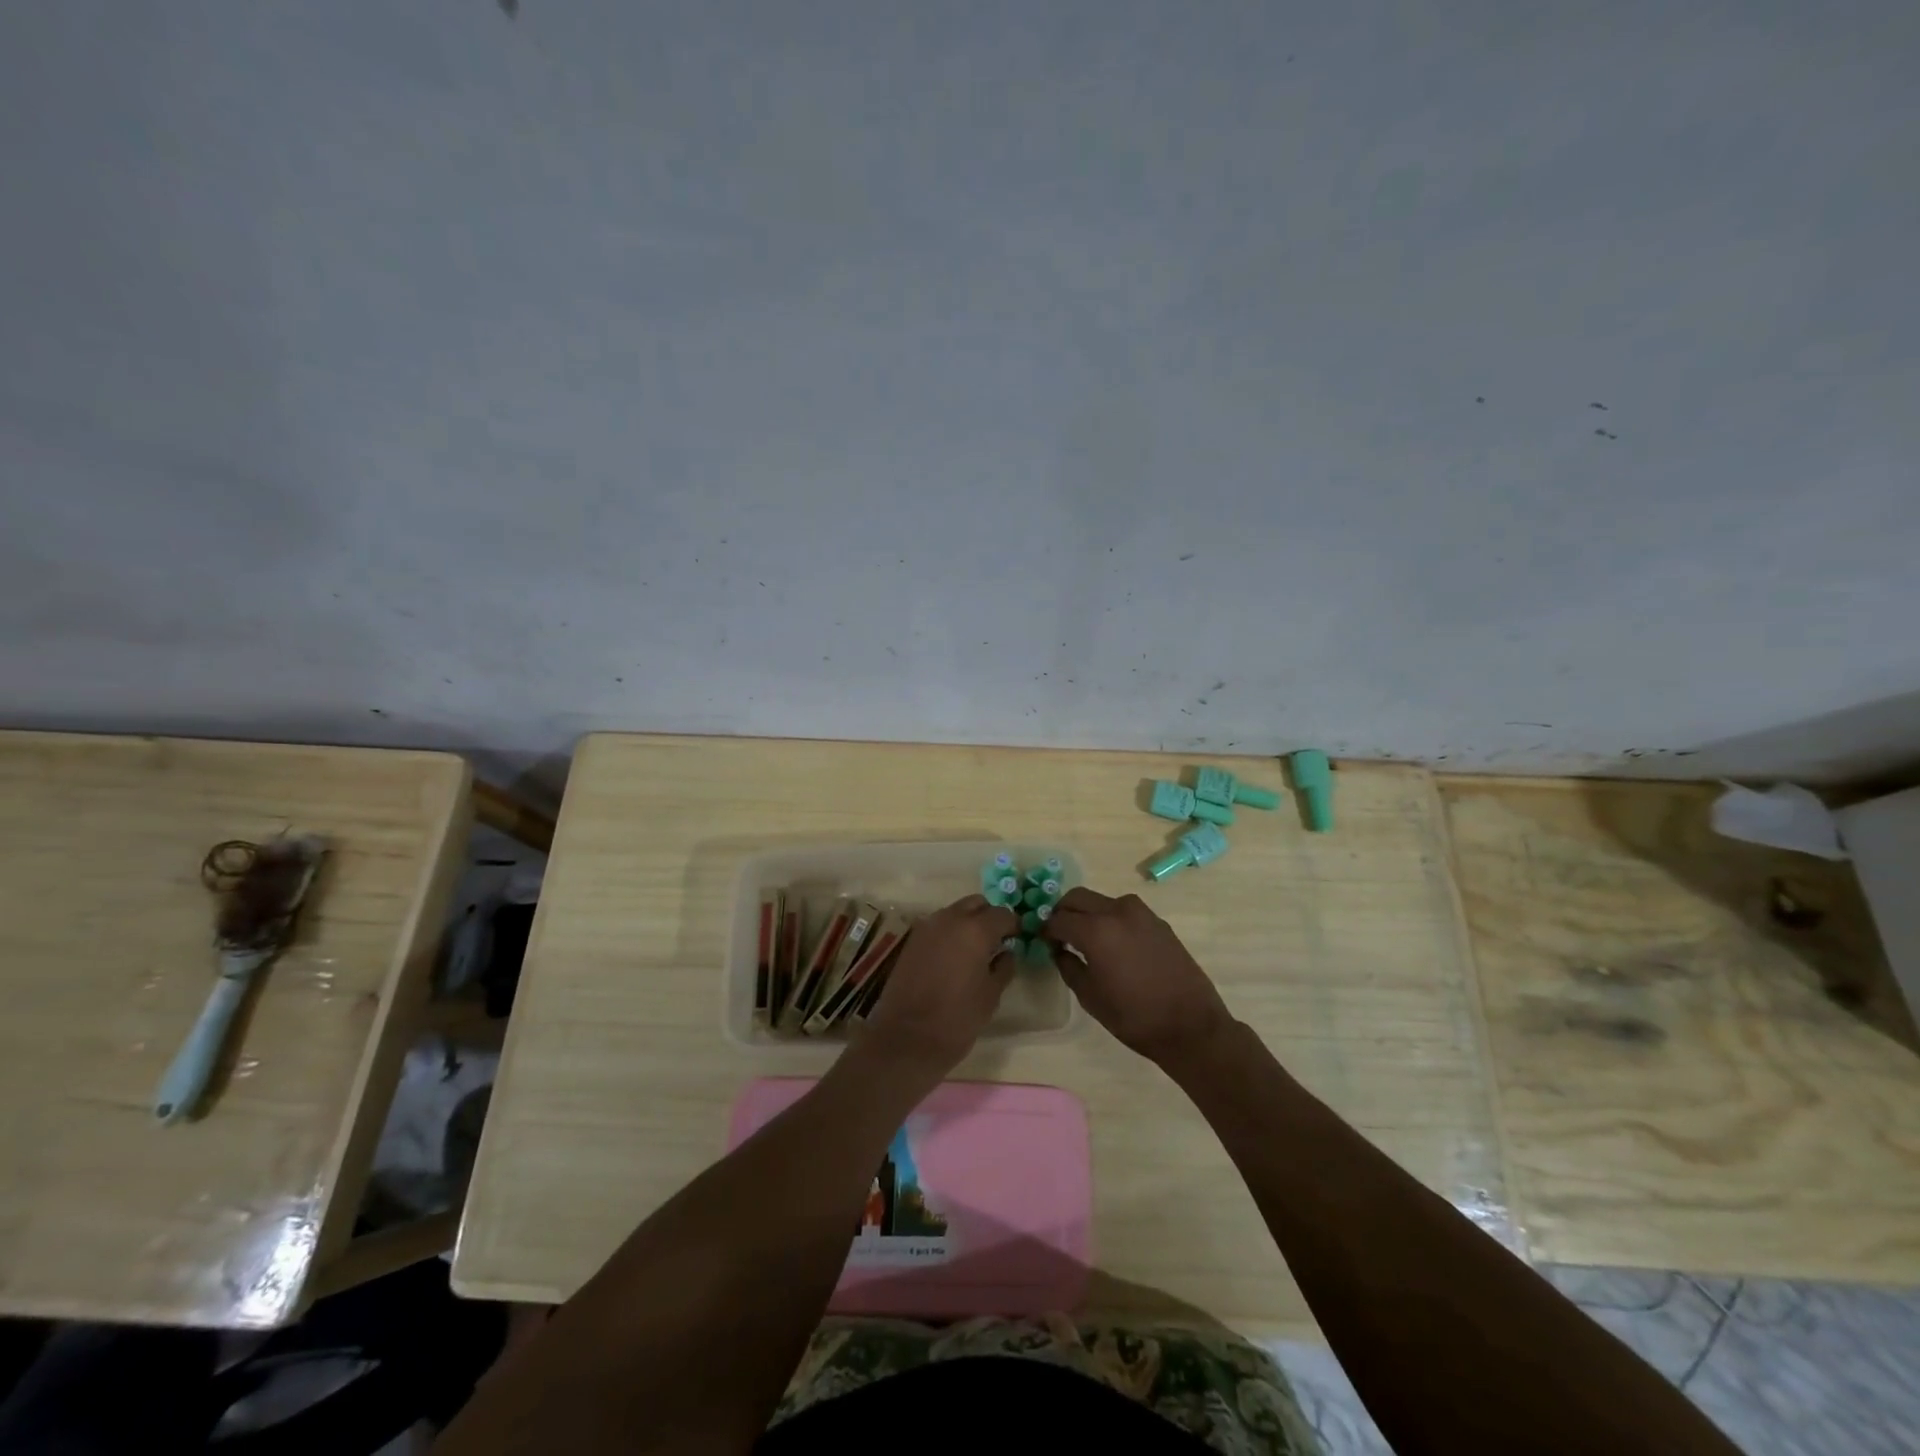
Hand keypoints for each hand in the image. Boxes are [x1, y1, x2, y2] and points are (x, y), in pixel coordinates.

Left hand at [860, 894, 1017, 1079]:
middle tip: (997, 940)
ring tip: (975, 950)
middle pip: (976, 904)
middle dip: (989, 916)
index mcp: (975, 930)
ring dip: (968, 923)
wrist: (907, 1038)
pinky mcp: (912, 940)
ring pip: (954, 912)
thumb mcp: (991, 995)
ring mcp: (927, 927)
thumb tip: (1007, 952)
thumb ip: (1003, 967)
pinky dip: (949, 933)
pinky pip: (938, 926)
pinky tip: (954, 957)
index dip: (1013, 925)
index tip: (1018, 939)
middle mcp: (950, 919)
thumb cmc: (957, 1018)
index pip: (1002, 914)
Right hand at [1042, 887, 1233, 1067]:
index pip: (1058, 919)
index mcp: (1096, 930)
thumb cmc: (1134, 1017)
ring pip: (1101, 900)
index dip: (1046, 930)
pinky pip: (1123, 911)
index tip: (1044, 943)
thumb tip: (1059, 950)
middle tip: (1060, 935)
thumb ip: (1068, 966)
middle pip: (1077, 898)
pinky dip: (1110, 919)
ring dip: (1088, 913)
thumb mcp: (1090, 997)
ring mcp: (1141, 913)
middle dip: (1063, 912)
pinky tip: (1114, 945)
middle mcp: (1117, 911)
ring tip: (1087, 940)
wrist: (1191, 1025)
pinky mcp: (1158, 921)